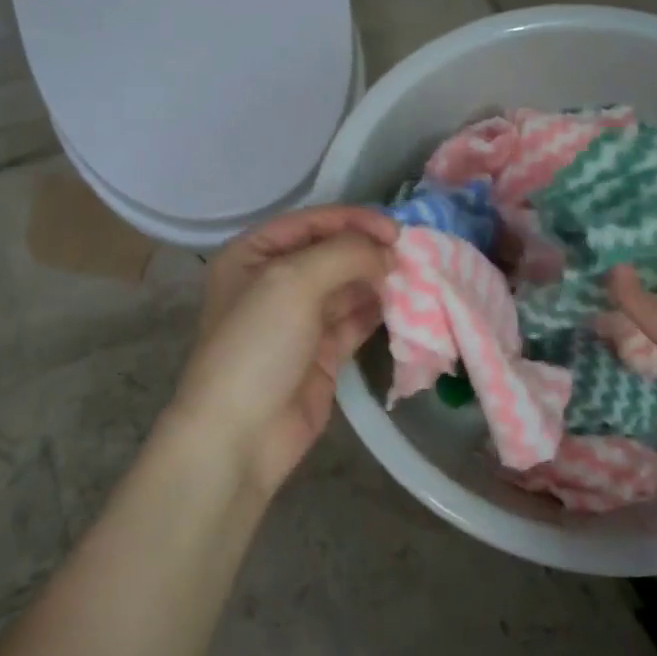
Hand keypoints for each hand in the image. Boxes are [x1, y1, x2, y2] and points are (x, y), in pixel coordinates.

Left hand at [165, 205, 398, 494]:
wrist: (239, 435)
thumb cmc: (257, 344)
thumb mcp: (294, 282)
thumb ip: (345, 253)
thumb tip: (388, 251)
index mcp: (254, 254)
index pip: (311, 222)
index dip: (354, 220)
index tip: (397, 230)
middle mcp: (275, 281)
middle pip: (332, 253)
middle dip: (370, 251)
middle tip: (413, 255)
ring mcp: (299, 319)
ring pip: (348, 287)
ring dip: (379, 281)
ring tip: (417, 278)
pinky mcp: (321, 353)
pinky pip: (355, 321)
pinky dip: (379, 311)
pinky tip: (407, 306)